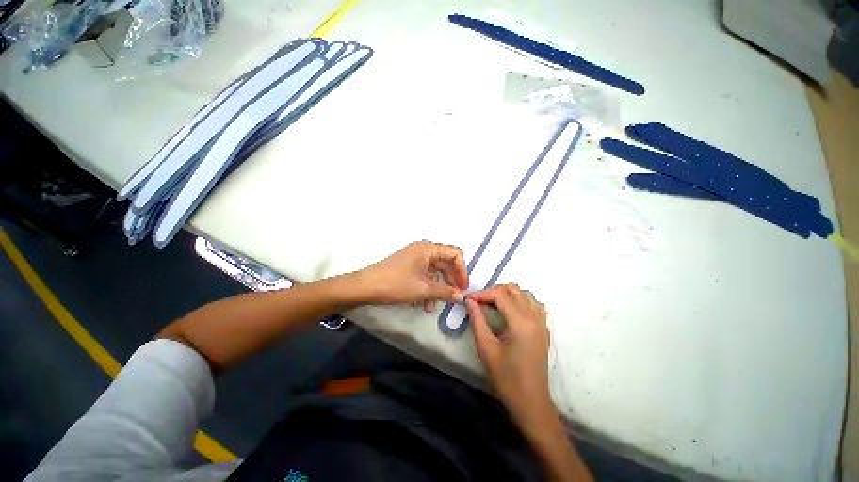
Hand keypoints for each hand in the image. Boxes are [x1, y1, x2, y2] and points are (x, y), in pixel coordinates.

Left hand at [358, 241, 467, 310]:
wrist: (366, 286)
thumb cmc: (397, 283)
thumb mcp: (424, 289)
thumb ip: (446, 291)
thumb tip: (461, 296)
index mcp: (428, 248)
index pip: (454, 253)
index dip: (462, 270)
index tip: (463, 287)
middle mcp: (423, 250)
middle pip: (445, 263)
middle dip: (450, 281)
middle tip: (454, 297)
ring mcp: (414, 258)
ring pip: (433, 272)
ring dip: (437, 288)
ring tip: (433, 306)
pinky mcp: (407, 267)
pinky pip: (423, 276)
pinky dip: (426, 288)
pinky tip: (423, 304)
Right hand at [466, 284, 553, 426]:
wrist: (530, 401)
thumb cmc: (506, 377)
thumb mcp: (486, 348)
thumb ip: (477, 320)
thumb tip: (470, 301)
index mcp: (520, 322)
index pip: (500, 295)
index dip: (482, 294)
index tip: (468, 300)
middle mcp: (534, 317)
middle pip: (514, 289)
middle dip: (494, 291)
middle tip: (479, 302)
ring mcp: (542, 322)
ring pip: (525, 294)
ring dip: (508, 294)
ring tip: (493, 304)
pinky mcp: (544, 329)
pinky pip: (534, 304)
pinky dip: (520, 301)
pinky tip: (510, 311)